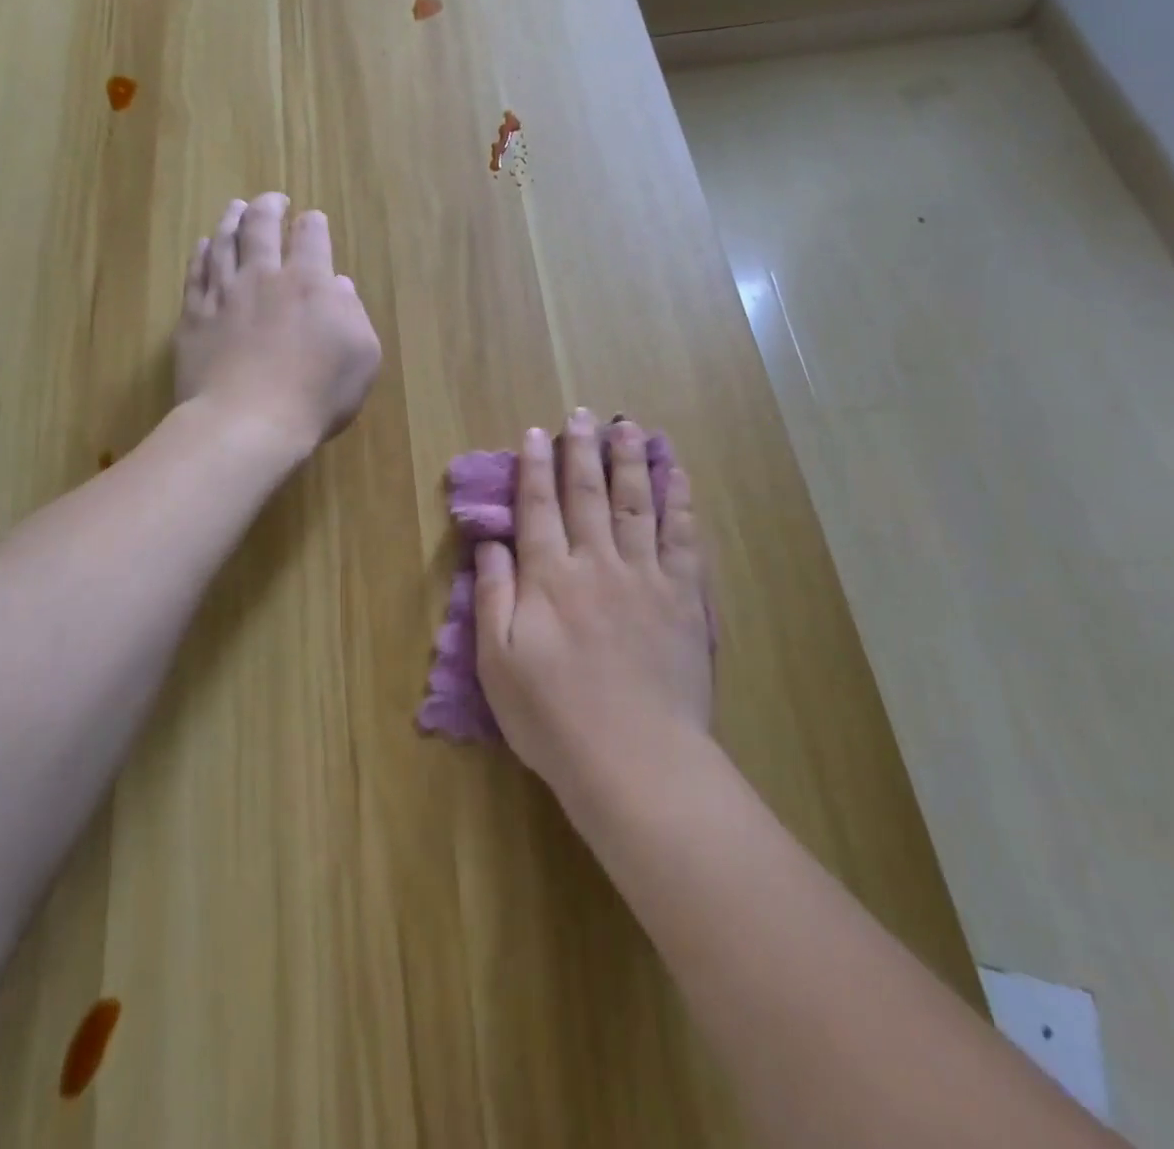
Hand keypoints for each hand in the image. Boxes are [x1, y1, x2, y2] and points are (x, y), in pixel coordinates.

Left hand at [175, 194, 381, 453]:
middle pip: (262, 226)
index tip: (313, 219)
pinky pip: (196, 273)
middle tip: (273, 199)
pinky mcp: (194, 317)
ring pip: (224, 242)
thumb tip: (338, 285)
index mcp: (310, 283)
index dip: (313, 224)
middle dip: (269, 207)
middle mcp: (264, 277)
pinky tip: (203, 246)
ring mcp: (224, 294)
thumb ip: (353, 314)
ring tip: (236, 207)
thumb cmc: (317, 394)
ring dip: (232, 219)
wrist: (249, 422)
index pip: (311, 238)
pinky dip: (201, 253)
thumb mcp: (362, 357)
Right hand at [473, 409, 712, 793]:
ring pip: (636, 503)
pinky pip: (682, 536)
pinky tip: (677, 474)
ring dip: (630, 461)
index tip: (536, 433)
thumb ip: (492, 596)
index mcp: (549, 577)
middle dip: (582, 451)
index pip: (538, 507)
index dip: (535, 467)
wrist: (634, 759)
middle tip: (582, 415)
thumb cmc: (554, 717)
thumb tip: (490, 544)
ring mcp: (645, 576)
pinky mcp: (683, 596)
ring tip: (628, 427)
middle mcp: (596, 562)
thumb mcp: (497, 663)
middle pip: (587, 494)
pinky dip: (680, 501)